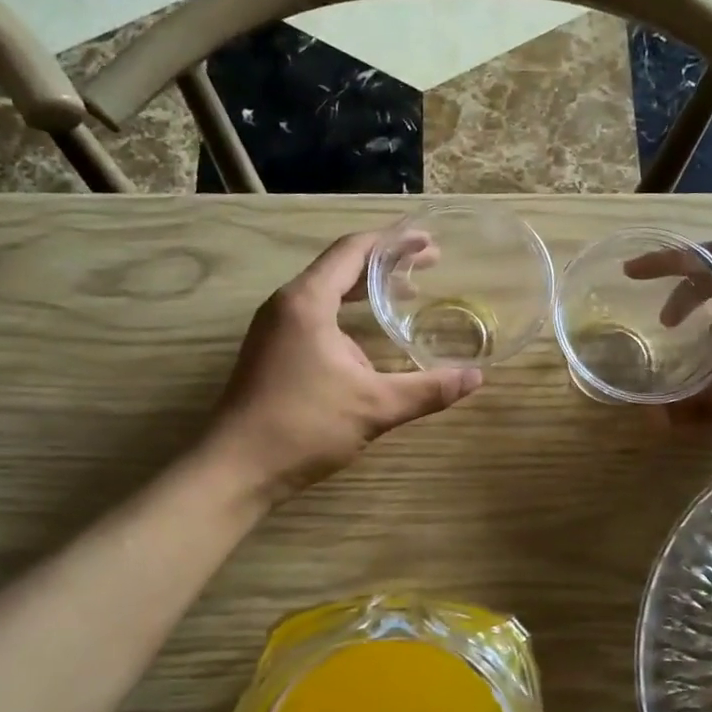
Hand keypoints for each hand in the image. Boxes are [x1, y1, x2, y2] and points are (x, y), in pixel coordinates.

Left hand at [206, 231, 482, 501]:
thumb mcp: (375, 406)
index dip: (394, 243)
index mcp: (308, 301)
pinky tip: (369, 339)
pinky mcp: (271, 352)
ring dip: (366, 291)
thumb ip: (428, 389)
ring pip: (326, 293)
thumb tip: (476, 377)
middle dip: (385, 265)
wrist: (236, 468)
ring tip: (406, 296)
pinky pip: (315, 316)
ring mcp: (274, 329)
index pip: (353, 251)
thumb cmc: (304, 426)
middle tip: (428, 266)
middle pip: (341, 267)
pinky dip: (347, 314)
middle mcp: (287, 304)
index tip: (428, 243)